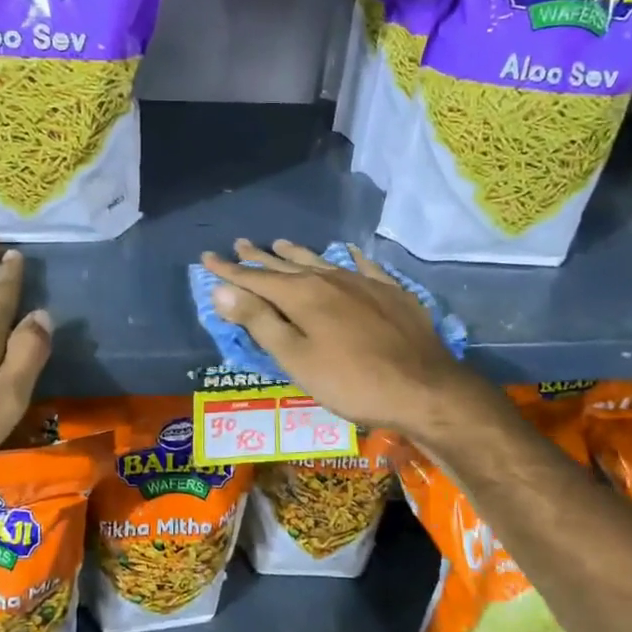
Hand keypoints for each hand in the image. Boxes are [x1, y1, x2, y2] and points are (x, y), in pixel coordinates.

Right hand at [198, 239, 488, 438]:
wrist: (424, 388)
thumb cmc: (351, 382)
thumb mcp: (296, 358)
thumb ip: (259, 321)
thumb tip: (221, 290)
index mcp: (302, 295)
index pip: (255, 279)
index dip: (229, 271)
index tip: (207, 257)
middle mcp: (330, 279)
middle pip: (287, 265)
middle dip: (260, 257)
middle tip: (241, 244)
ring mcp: (364, 283)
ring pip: (323, 262)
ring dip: (298, 254)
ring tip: (281, 243)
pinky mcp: (392, 294)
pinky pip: (365, 267)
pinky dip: (351, 259)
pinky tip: (350, 252)